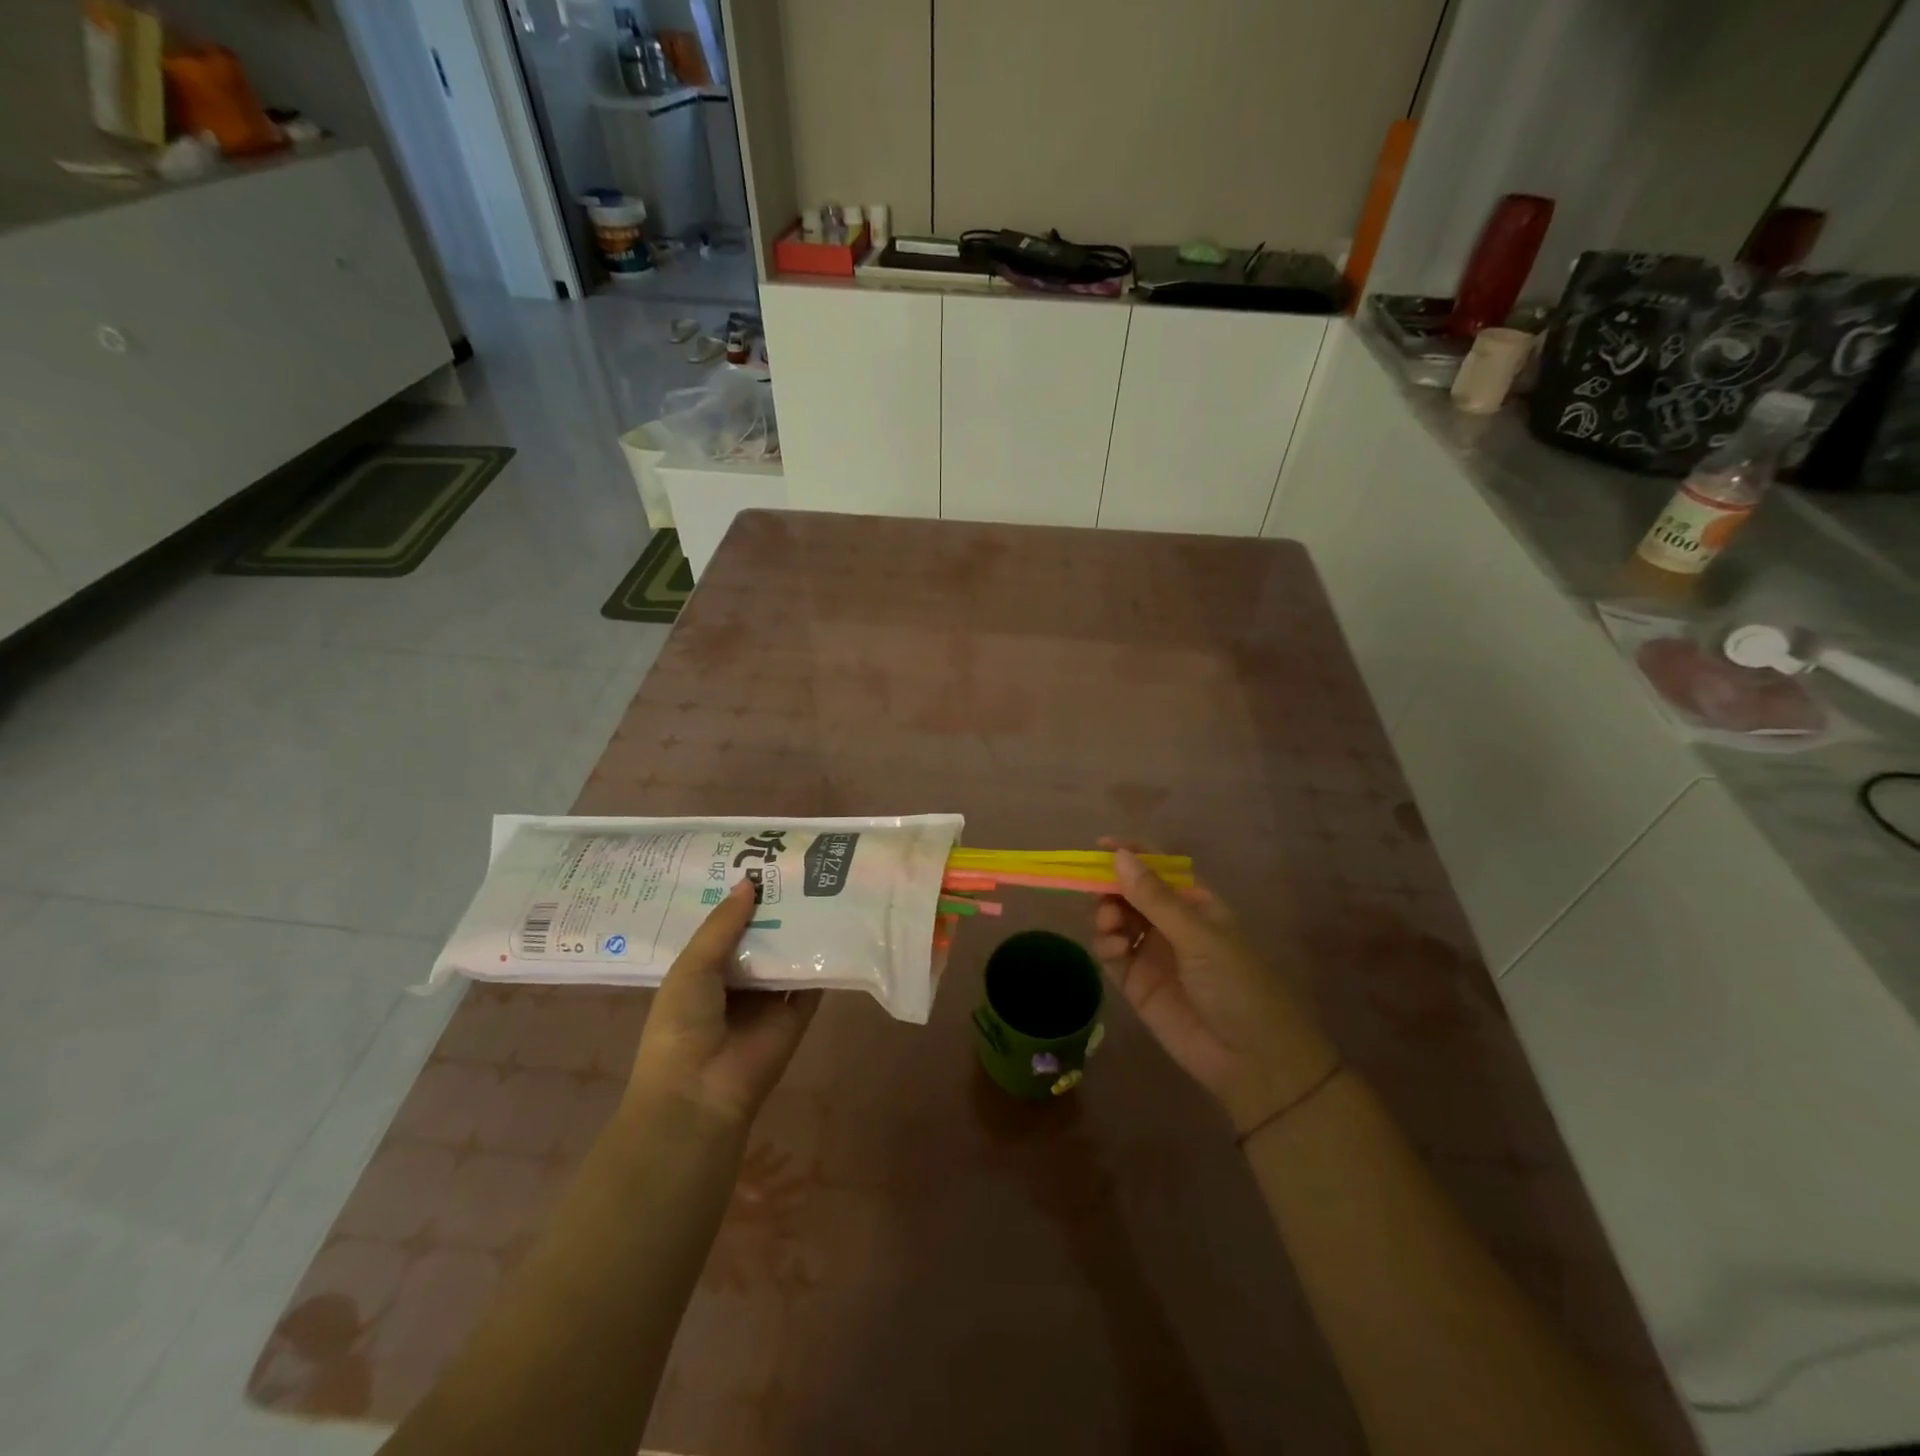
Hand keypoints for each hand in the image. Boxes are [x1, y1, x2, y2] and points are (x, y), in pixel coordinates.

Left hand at [627, 880, 821, 1128]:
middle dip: (775, 906)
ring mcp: (770, 998)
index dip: (740, 898)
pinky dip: (825, 957)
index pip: (725, 926)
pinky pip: (814, 981)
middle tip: (797, 863)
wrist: (701, 1092)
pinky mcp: (798, 1013)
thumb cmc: (681, 1025)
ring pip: (789, 954)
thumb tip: (750, 881)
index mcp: (704, 971)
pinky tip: (840, 922)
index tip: (759, 859)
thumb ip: (722, 925)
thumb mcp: (692, 967)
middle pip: (761, 936)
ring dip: (801, 927)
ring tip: (822, 881)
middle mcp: (738, 980)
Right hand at [1092, 845, 1337, 1135]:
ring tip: (1111, 926)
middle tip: (1100, 894)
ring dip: (1106, 914)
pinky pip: (1111, 953)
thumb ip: (1154, 898)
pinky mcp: (1136, 983)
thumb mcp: (1197, 935)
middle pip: (1129, 892)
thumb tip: (1120, 856)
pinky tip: (1113, 949)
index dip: (1130, 854)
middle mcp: (1170, 923)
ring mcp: (1152, 952)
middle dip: (1111, 887)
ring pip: (1116, 919)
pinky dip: (1105, 944)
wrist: (1251, 1059)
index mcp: (1194, 903)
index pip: (1157, 869)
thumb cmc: (1236, 984)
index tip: (1100, 846)